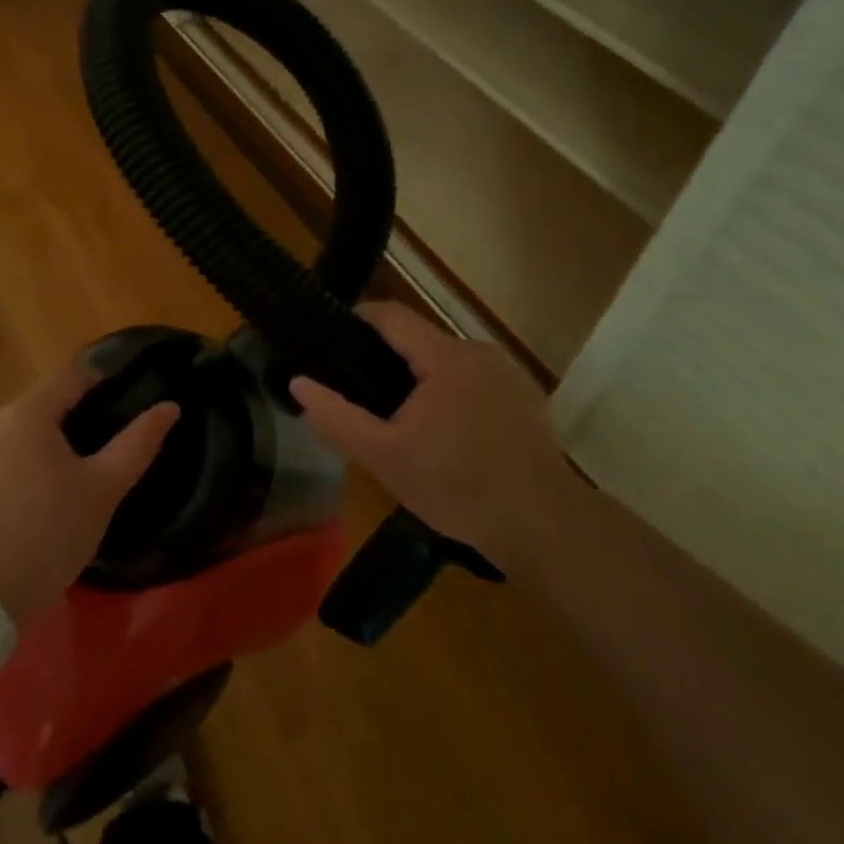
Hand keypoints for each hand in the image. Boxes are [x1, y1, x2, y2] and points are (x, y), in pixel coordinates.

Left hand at [0, 363, 178, 621]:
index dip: (97, 382)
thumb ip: (137, 444)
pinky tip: (8, 506)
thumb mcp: (101, 493)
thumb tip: (170, 407)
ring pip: (7, 433)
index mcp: (27, 412)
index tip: (114, 402)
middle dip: (61, 426)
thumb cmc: (44, 538)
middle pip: (37, 407)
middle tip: (82, 466)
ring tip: (43, 491)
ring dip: (27, 449)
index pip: (70, 376)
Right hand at [290, 302, 580, 574]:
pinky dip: (452, 395)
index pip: (391, 316)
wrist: (545, 527)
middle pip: (419, 340)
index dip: (357, 319)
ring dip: (421, 381)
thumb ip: (337, 417)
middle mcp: (479, 351)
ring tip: (402, 421)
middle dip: (388, 361)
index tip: (331, 337)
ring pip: (447, 362)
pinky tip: (447, 435)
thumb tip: (298, 382)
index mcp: (445, 357)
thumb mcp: (384, 458)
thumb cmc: (458, 488)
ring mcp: (507, 373)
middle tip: (363, 397)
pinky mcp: (526, 397)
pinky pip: (474, 381)